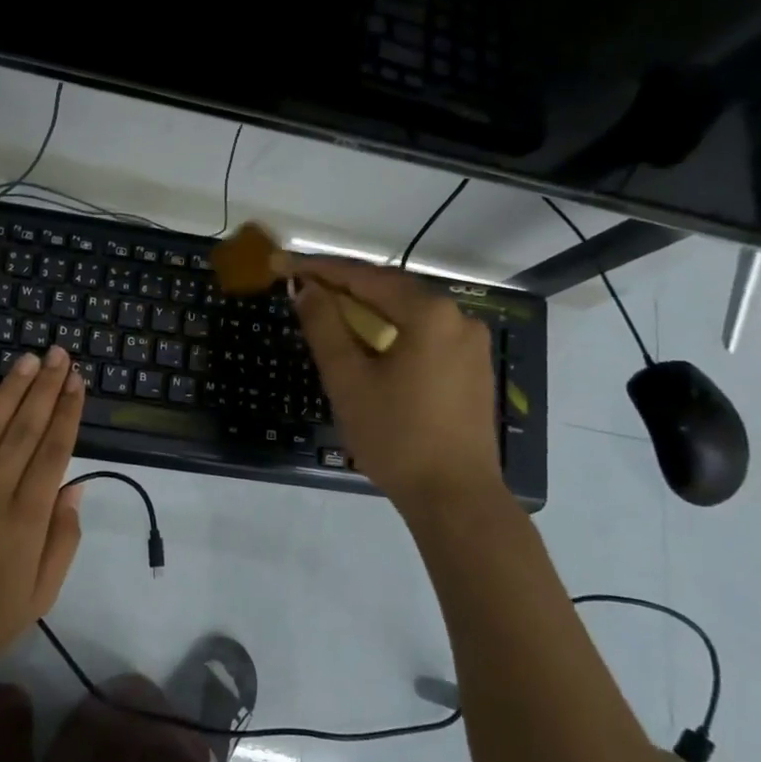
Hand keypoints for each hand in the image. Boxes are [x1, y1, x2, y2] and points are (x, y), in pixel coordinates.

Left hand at [0, 347, 86, 679]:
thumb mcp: (41, 593)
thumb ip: (62, 539)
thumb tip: (76, 488)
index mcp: (27, 519)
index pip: (53, 452)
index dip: (67, 413)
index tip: (77, 382)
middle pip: (24, 429)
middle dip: (45, 388)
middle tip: (59, 354)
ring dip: (11, 391)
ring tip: (29, 360)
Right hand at [280, 254, 503, 505]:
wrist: (455, 496)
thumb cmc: (395, 436)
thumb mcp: (348, 380)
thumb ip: (324, 327)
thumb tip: (307, 289)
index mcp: (428, 314)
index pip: (366, 277)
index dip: (323, 269)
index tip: (287, 266)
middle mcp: (457, 318)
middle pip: (392, 290)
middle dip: (346, 288)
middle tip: (305, 290)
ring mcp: (471, 344)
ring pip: (409, 314)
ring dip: (369, 312)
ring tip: (331, 318)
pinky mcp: (473, 369)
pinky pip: (425, 336)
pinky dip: (393, 333)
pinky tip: (370, 349)